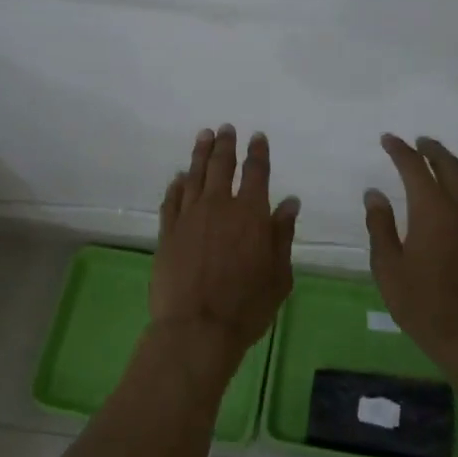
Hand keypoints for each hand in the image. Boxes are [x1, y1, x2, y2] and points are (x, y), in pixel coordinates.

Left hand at [151, 126, 299, 360]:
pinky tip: (179, 177)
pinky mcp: (168, 232)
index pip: (256, 173)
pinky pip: (172, 199)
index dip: (258, 152)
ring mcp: (189, 217)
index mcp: (251, 214)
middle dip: (226, 144)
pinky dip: (177, 184)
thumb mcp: (279, 274)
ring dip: (200, 154)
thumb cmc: (247, 306)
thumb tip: (289, 203)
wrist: (196, 328)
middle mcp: (219, 206)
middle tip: (226, 128)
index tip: (257, 136)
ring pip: (194, 175)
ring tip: (203, 136)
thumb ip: (282, 235)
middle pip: (222, 166)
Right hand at [365, 134, 457, 364]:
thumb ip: (380, 226)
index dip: (401, 151)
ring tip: (438, 162)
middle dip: (433, 150)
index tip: (388, 139)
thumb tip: (374, 194)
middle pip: (450, 166)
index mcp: (433, 211)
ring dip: (453, 165)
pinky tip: (455, 197)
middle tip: (419, 142)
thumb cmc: (423, 304)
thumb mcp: (388, 268)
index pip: (415, 168)